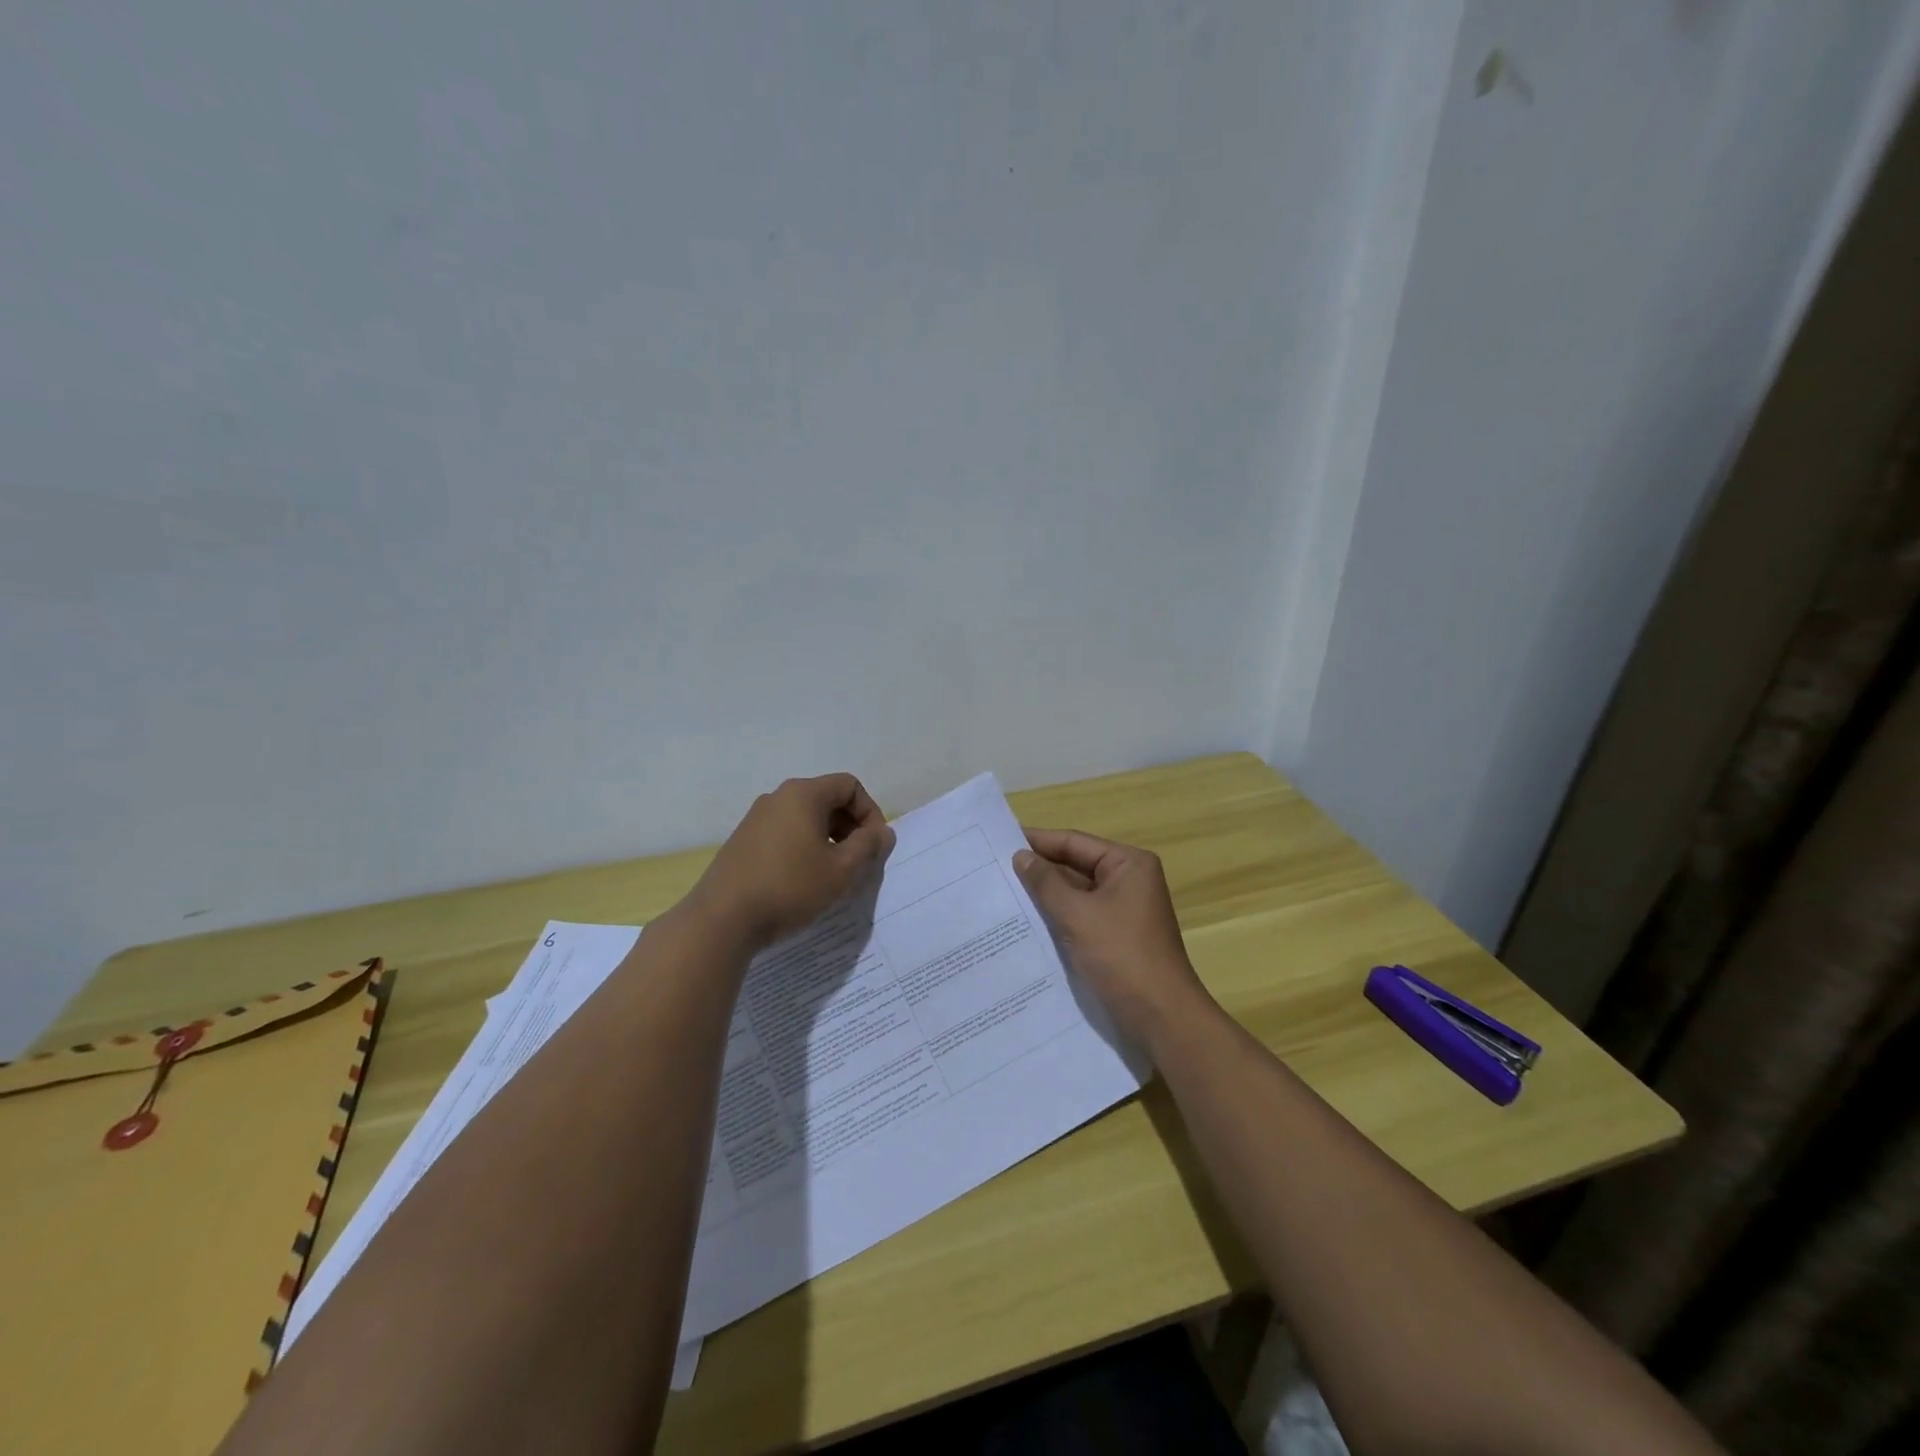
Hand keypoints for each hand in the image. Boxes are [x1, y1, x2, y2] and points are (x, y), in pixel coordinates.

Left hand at [688, 773, 896, 953]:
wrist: (722, 919)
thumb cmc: (790, 887)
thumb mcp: (841, 870)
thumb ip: (868, 846)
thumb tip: (884, 833)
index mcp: (803, 794)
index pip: (849, 786)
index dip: (870, 812)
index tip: (874, 846)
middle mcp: (778, 797)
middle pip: (827, 799)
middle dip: (850, 827)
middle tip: (858, 862)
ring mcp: (756, 818)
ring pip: (806, 818)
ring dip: (828, 839)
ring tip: (833, 874)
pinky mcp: (743, 841)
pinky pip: (785, 833)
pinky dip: (804, 847)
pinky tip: (804, 880)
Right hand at [1014, 828, 1213, 1054]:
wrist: (1160, 1017)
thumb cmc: (1121, 955)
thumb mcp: (1077, 914)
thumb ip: (1045, 883)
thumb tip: (1021, 856)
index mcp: (1128, 864)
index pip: (1075, 842)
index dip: (1038, 841)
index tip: (1000, 841)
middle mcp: (1129, 881)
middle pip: (1076, 866)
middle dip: (1039, 870)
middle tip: (994, 868)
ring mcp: (1123, 911)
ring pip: (1076, 893)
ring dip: (1045, 895)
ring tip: (1002, 892)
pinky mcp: (1116, 937)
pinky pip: (1080, 917)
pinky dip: (1057, 917)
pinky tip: (1026, 922)